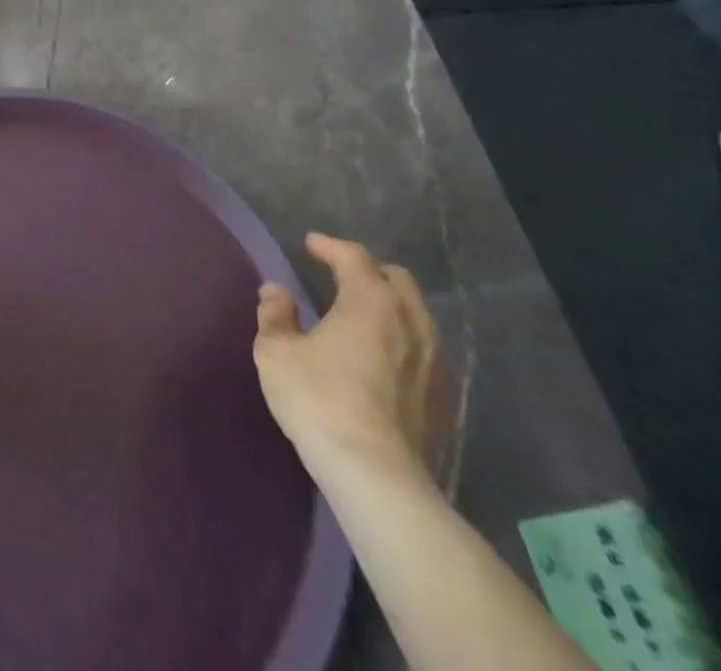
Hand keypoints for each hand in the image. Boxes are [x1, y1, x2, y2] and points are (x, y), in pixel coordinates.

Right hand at [254, 234, 443, 482]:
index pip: (354, 257)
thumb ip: (275, 314)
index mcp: (371, 300)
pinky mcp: (445, 401)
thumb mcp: (276, 352)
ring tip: (362, 318)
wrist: (377, 477)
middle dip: (369, 272)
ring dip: (390, 307)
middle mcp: (411, 322)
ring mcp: (436, 363)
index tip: (311, 244)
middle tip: (340, 277)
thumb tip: (276, 291)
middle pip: (396, 280)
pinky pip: (426, 352)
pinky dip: (403, 342)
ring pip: (416, 316)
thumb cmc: (319, 400)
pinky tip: (383, 361)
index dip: (330, 246)